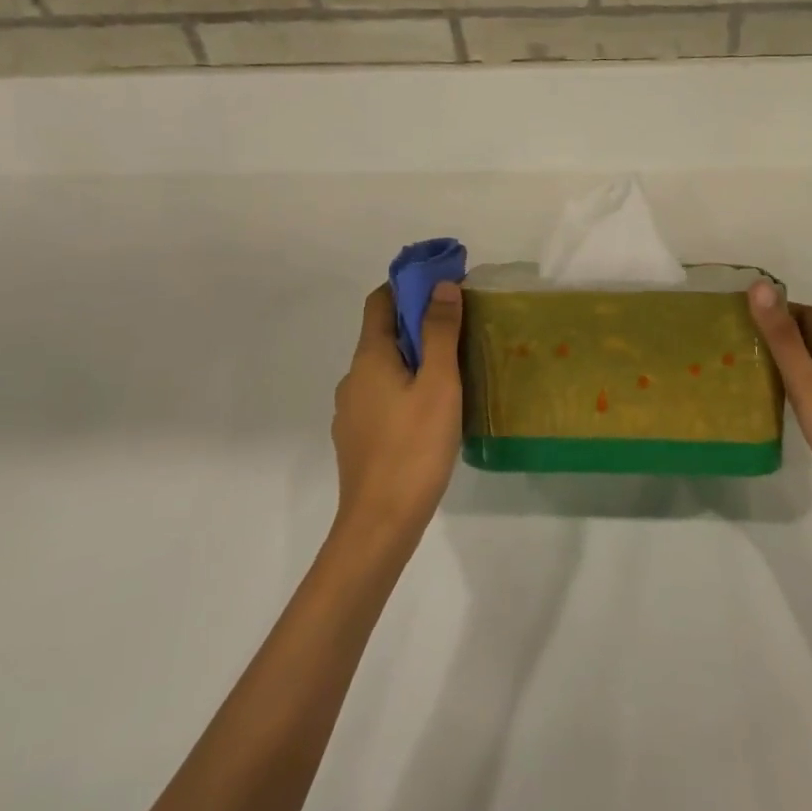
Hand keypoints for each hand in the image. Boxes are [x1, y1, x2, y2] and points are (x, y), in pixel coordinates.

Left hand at [331, 282, 464, 542]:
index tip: (443, 285)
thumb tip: (441, 285)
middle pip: (384, 334)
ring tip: (453, 372)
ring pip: (384, 369)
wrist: (380, 525)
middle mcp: (353, 378)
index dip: (409, 286)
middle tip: (460, 329)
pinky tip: (432, 412)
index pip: (381, 301)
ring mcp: (351, 411)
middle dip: (419, 323)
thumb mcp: (439, 384)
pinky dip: (405, 389)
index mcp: (369, 358)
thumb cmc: (414, 447)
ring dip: (414, 359)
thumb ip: (440, 332)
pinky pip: (383, 397)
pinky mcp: (357, 438)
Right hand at [748, 282, 811, 528]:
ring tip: (740, 363)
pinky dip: (783, 384)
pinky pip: (803, 388)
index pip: (807, 314)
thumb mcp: (804, 378)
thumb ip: (781, 336)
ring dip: (777, 358)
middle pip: (805, 336)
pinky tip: (764, 397)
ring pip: (804, 363)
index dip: (779, 307)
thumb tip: (759, 286)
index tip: (744, 312)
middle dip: (774, 331)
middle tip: (736, 337)